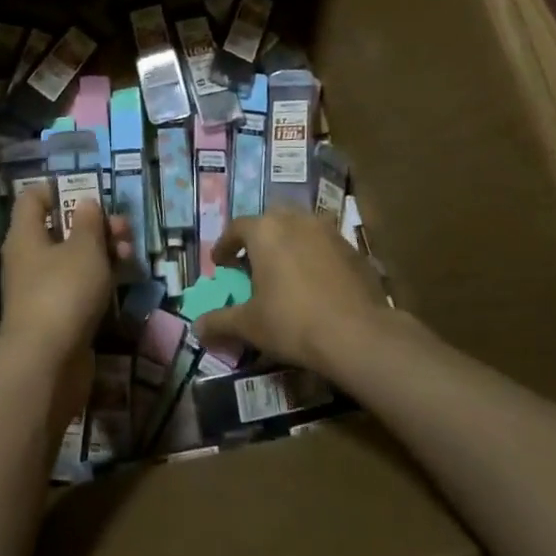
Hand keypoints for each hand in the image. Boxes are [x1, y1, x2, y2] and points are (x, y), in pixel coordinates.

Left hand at [0, 186, 128, 422]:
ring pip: (74, 259)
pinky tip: (123, 278)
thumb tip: (86, 203)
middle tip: (123, 227)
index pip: (32, 199)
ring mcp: (43, 290)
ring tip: (130, 253)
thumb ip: (88, 223)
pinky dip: (100, 279)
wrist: (47, 363)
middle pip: (60, 229)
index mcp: (26, 235)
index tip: (87, 190)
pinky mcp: (59, 316)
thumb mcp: (83, 249)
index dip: (57, 189)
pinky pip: (79, 286)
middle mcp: (29, 259)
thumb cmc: (63, 292)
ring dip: (103, 252)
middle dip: (94, 225)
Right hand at [196, 209, 396, 375]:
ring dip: (289, 245)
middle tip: (252, 264)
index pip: (236, 228)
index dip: (225, 245)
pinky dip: (314, 258)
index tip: (220, 263)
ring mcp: (328, 232)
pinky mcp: (354, 249)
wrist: (359, 335)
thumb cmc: (293, 322)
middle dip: (259, 240)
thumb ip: (220, 322)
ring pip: (300, 230)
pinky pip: (325, 246)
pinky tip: (316, 284)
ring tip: (285, 272)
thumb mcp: (249, 325)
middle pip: (270, 222)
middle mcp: (296, 220)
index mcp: (265, 230)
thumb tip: (197, 328)